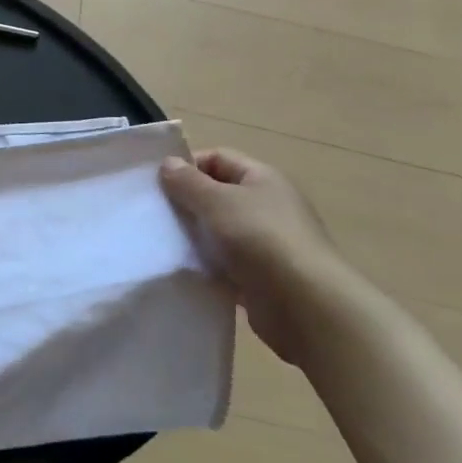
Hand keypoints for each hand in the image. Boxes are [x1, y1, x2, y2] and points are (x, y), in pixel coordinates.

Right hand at [159, 149, 374, 365]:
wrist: (305, 305)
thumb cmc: (260, 238)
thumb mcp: (217, 201)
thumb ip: (188, 182)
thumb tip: (168, 163)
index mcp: (262, 179)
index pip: (218, 158)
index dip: (188, 165)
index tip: (158, 184)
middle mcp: (267, 206)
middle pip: (218, 194)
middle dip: (187, 202)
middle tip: (156, 213)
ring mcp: (266, 242)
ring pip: (219, 230)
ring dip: (195, 235)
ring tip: (165, 242)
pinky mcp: (261, 275)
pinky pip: (226, 262)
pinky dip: (207, 263)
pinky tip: (186, 268)